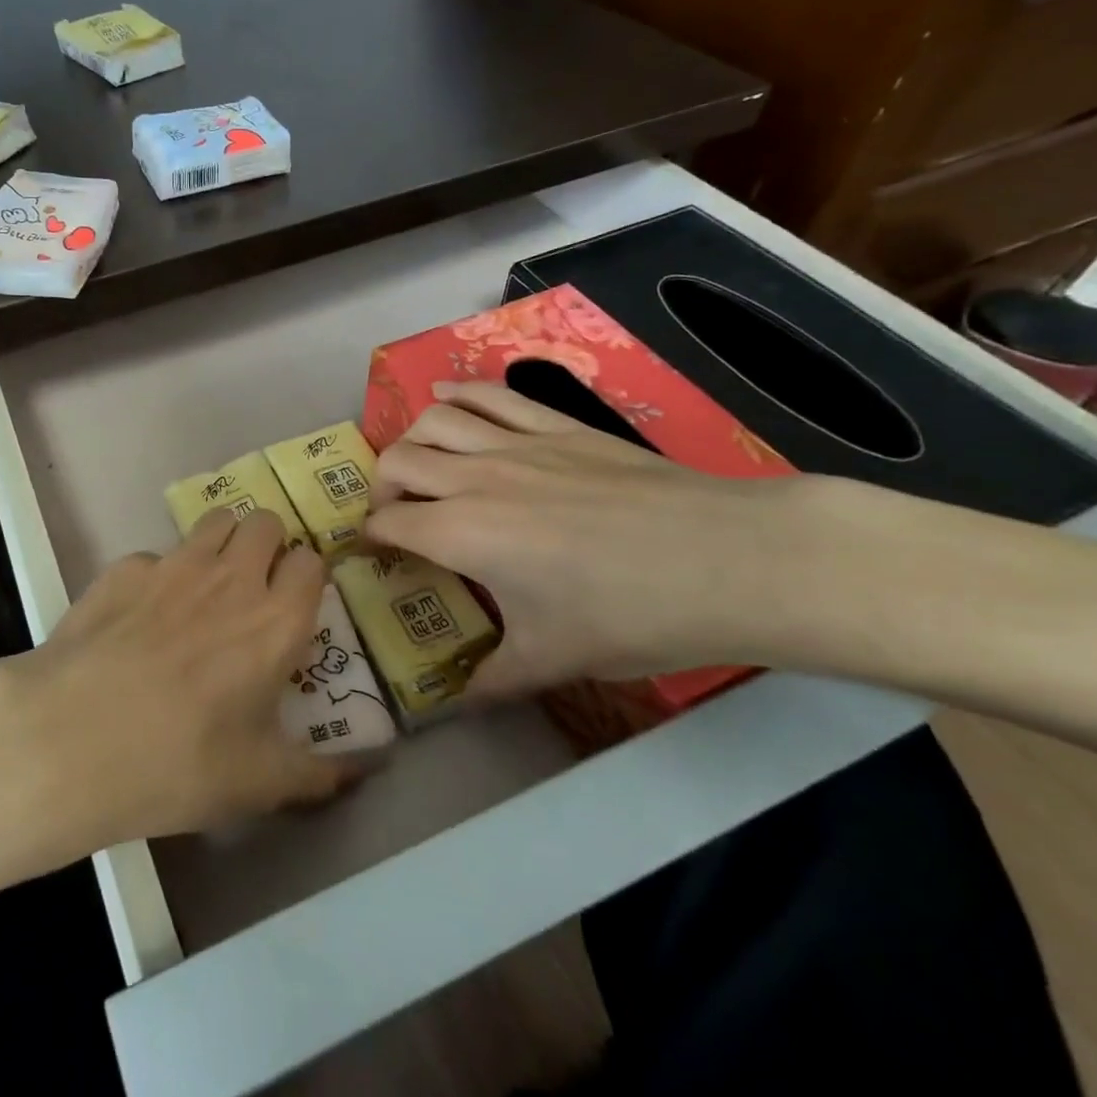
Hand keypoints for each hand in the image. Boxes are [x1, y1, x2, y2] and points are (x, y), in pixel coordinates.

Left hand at [3, 508, 356, 849]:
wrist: (72, 738)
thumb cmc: (180, 763)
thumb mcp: (260, 783)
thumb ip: (320, 772)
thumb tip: (367, 769)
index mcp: (275, 621)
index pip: (311, 563)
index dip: (307, 578)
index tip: (296, 604)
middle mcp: (231, 578)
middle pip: (266, 522)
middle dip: (268, 545)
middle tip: (254, 587)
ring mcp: (174, 565)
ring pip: (216, 520)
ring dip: (222, 542)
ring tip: (206, 585)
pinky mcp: (124, 568)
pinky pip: (155, 554)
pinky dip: (159, 575)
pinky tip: (140, 615)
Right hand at [366, 382, 812, 700]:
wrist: (724, 560)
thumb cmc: (629, 615)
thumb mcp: (553, 659)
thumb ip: (493, 681)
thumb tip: (455, 705)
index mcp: (462, 533)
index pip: (390, 523)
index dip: (372, 536)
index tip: (376, 551)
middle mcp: (474, 478)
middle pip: (398, 461)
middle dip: (382, 486)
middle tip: (398, 513)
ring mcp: (515, 443)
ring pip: (434, 419)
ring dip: (412, 438)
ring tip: (420, 461)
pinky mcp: (555, 424)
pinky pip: (490, 394)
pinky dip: (458, 392)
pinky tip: (449, 399)